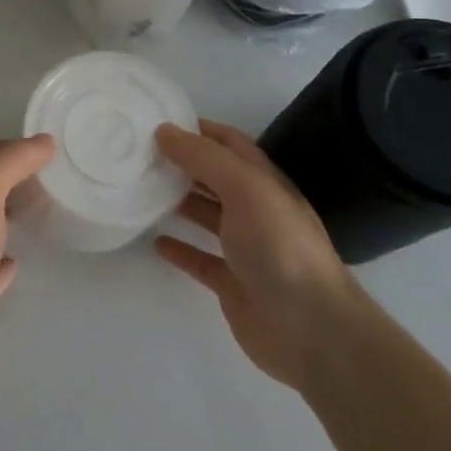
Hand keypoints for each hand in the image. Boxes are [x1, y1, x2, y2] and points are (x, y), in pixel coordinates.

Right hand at [153, 120, 362, 389]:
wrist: (312, 330)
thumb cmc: (281, 248)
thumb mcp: (245, 189)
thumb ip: (204, 158)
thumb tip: (164, 131)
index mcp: (264, 182)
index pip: (229, 143)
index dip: (198, 129)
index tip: (156, 120)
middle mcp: (256, 210)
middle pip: (214, 177)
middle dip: (181, 163)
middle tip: (138, 154)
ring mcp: (245, 249)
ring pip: (206, 215)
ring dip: (177, 201)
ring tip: (140, 190)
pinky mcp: (232, 283)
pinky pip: (200, 259)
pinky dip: (178, 248)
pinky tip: (155, 242)